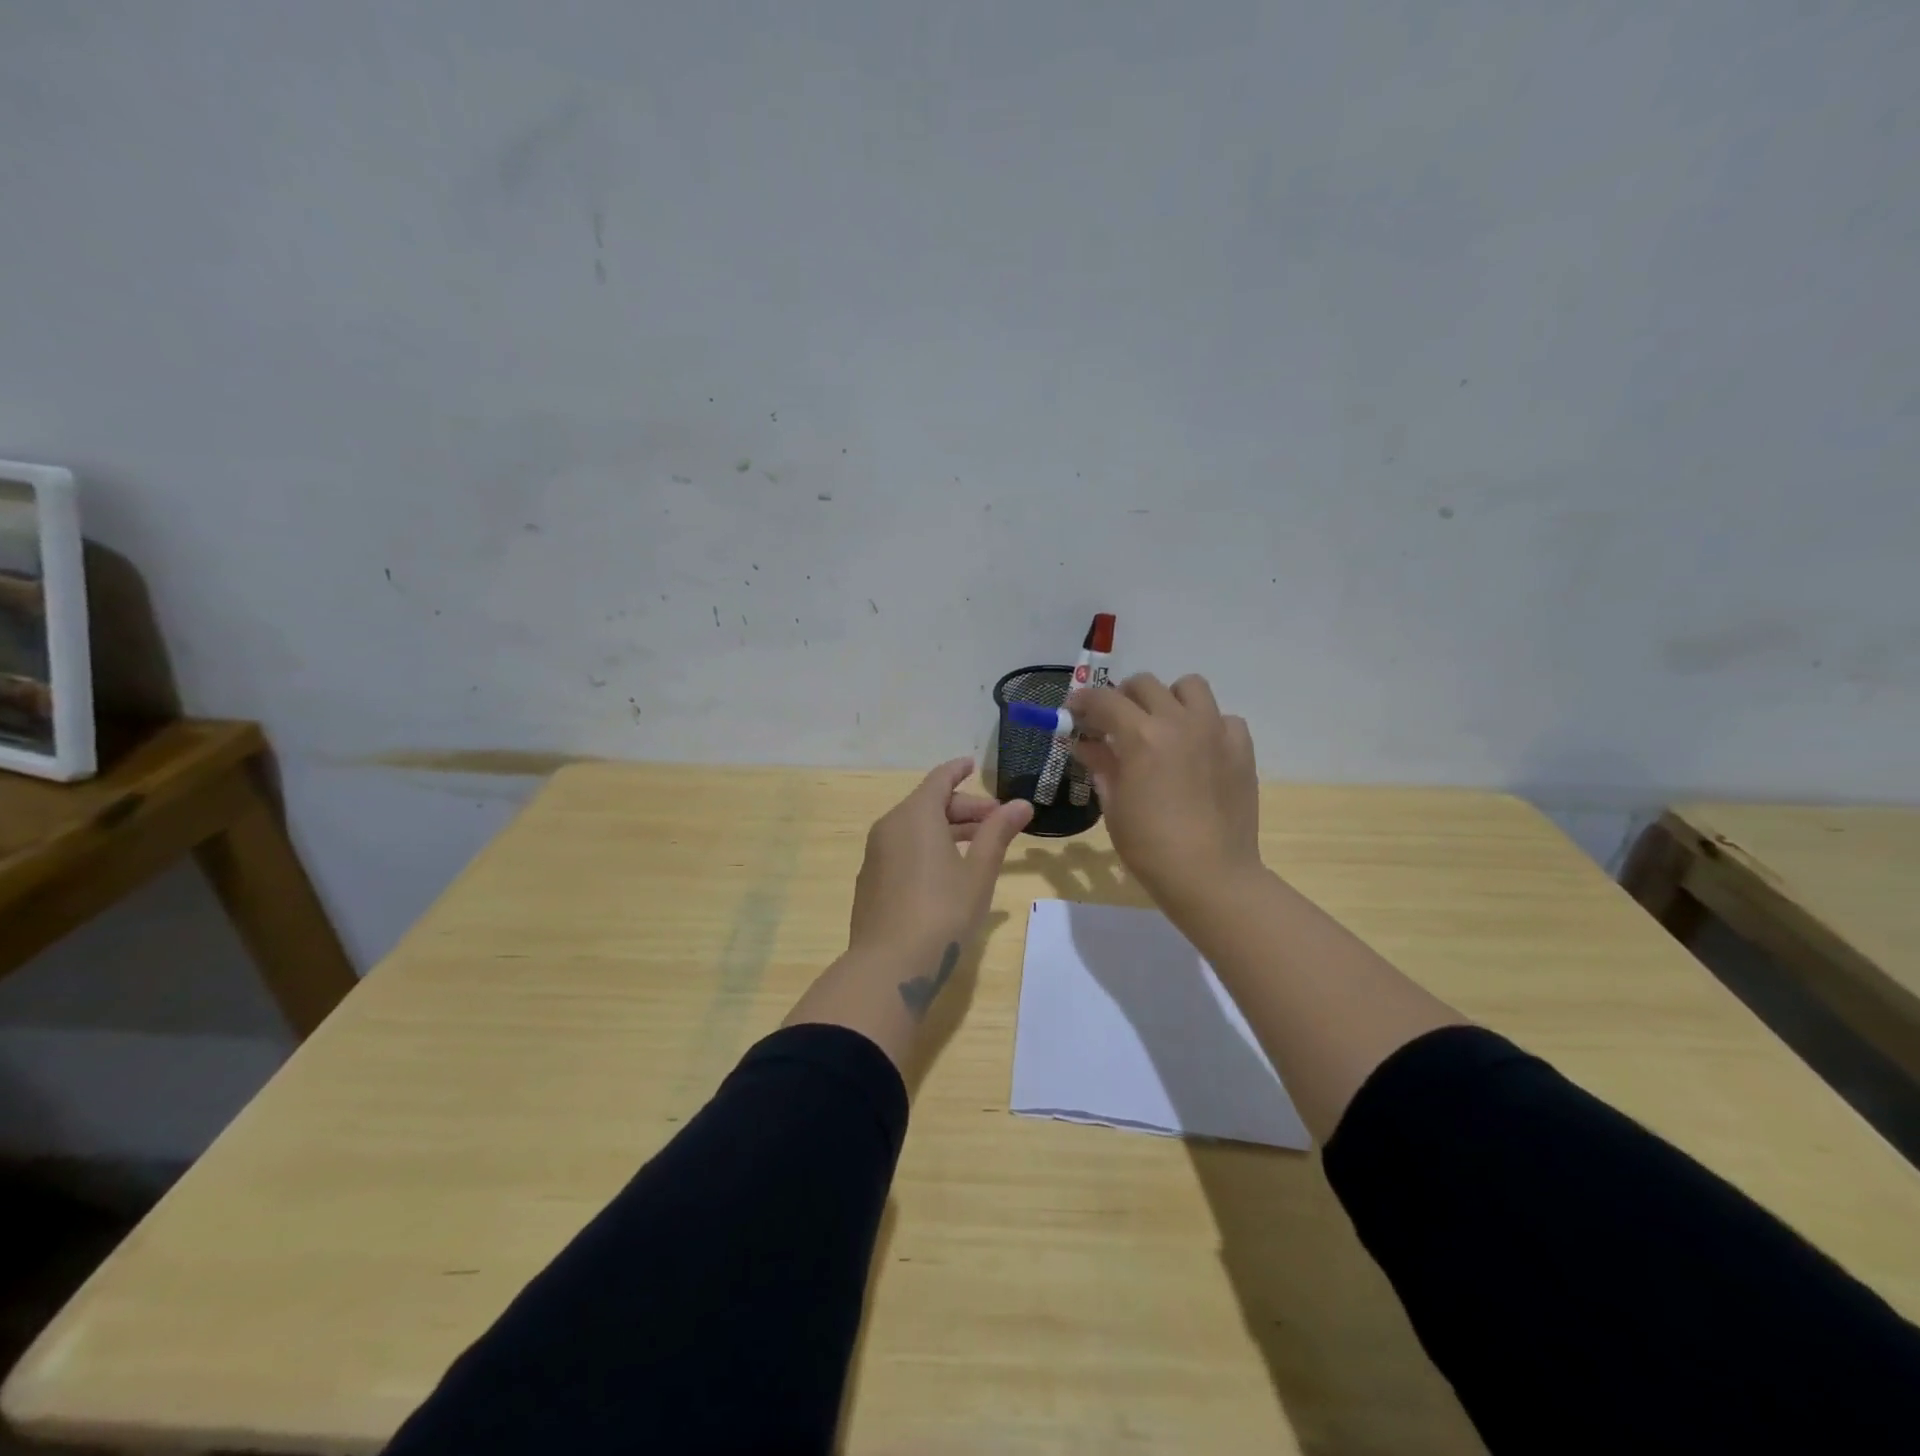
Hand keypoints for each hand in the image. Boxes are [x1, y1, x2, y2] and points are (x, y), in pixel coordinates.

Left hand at [848, 758, 1033, 963]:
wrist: (889, 966)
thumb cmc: (942, 911)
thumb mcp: (978, 872)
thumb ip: (998, 833)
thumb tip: (1021, 804)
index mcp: (915, 815)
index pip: (939, 779)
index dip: (958, 770)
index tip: (973, 765)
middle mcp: (889, 827)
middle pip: (928, 805)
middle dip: (963, 809)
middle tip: (995, 822)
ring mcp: (875, 856)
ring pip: (914, 829)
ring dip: (946, 830)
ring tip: (977, 847)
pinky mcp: (871, 882)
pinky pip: (902, 851)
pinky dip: (926, 849)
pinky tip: (947, 874)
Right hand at [1068, 673, 1261, 909]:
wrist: (1211, 876)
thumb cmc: (1150, 847)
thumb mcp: (1114, 805)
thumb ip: (1100, 765)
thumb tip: (1085, 743)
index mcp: (1141, 736)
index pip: (1104, 700)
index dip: (1083, 701)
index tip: (1074, 711)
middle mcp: (1179, 722)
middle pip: (1144, 684)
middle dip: (1123, 697)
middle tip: (1115, 722)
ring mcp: (1215, 731)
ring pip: (1189, 686)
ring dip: (1169, 699)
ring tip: (1161, 726)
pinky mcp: (1241, 748)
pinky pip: (1223, 718)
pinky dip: (1207, 725)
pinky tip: (1198, 750)